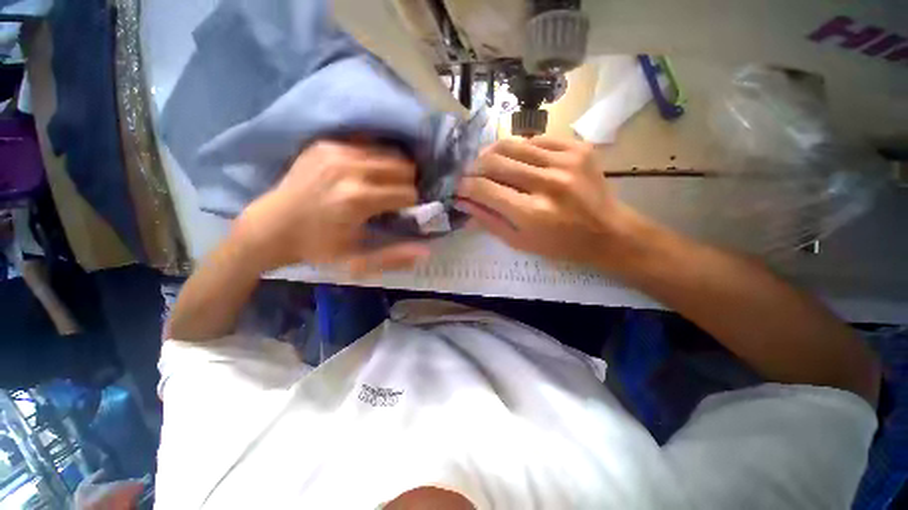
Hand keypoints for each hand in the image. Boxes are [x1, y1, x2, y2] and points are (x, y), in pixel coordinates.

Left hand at [235, 141, 428, 275]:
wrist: (270, 227)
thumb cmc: (318, 247)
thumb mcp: (357, 261)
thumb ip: (394, 257)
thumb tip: (426, 251)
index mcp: (358, 199)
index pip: (408, 192)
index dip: (410, 204)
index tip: (402, 211)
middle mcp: (350, 168)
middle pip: (403, 166)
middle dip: (407, 183)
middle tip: (396, 197)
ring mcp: (336, 151)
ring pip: (388, 152)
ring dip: (394, 170)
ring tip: (383, 184)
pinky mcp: (326, 143)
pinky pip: (367, 145)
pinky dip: (375, 158)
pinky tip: (366, 172)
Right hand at [457, 136, 644, 271]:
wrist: (607, 232)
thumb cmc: (559, 245)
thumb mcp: (519, 242)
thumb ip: (487, 220)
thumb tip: (462, 201)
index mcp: (532, 213)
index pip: (485, 189)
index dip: (464, 186)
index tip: (457, 187)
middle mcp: (547, 183)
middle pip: (495, 162)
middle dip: (473, 167)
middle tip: (468, 173)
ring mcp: (565, 161)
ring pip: (512, 144)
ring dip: (491, 153)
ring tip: (486, 163)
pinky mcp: (578, 148)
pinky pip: (536, 140)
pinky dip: (519, 149)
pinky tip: (516, 159)